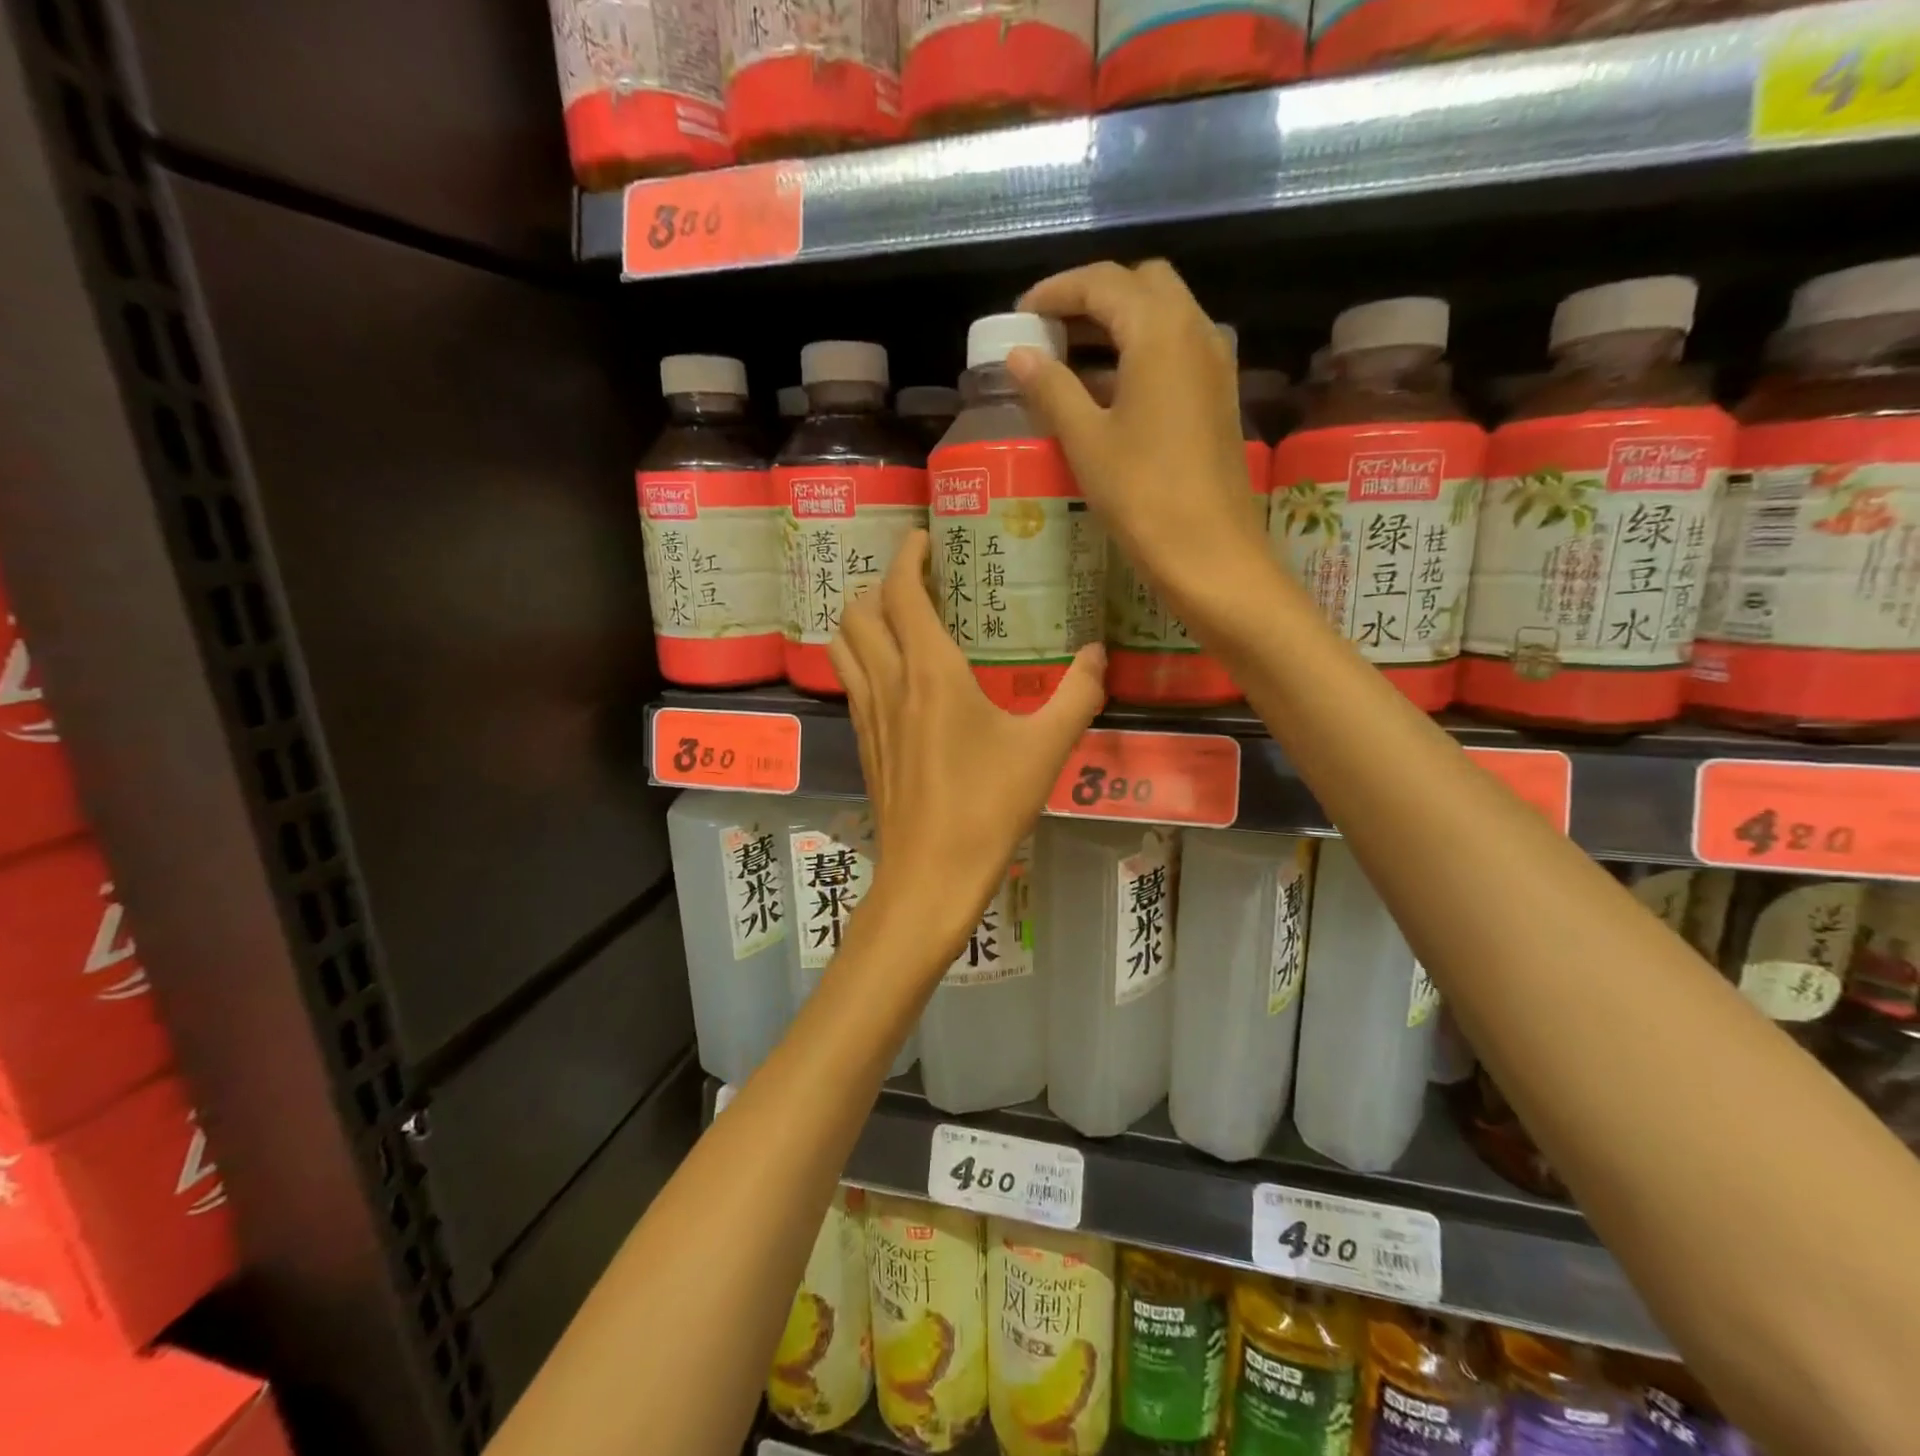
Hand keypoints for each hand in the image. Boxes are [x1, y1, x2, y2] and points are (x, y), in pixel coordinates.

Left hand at [828, 531, 1105, 963]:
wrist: (930, 875)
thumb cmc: (987, 807)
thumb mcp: (1045, 750)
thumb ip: (1077, 696)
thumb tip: (1099, 655)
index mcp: (929, 672)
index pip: (900, 591)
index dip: (907, 555)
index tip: (924, 538)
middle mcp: (889, 682)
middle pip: (858, 610)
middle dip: (879, 584)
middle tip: (916, 582)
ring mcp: (869, 714)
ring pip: (843, 644)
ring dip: (861, 619)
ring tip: (897, 619)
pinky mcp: (864, 743)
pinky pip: (851, 680)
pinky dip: (861, 657)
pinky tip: (895, 676)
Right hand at [1007, 260, 1268, 614]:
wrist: (1210, 552)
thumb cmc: (1142, 495)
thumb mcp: (1086, 440)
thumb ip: (1051, 388)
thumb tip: (1020, 355)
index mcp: (1160, 331)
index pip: (1104, 282)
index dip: (1058, 291)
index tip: (1022, 312)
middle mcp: (1196, 331)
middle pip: (1142, 286)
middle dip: (1094, 297)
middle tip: (1051, 330)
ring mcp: (1214, 364)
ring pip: (1164, 317)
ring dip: (1118, 324)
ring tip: (1070, 359)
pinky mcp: (1218, 397)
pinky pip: (1176, 352)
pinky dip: (1139, 353)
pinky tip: (1107, 392)